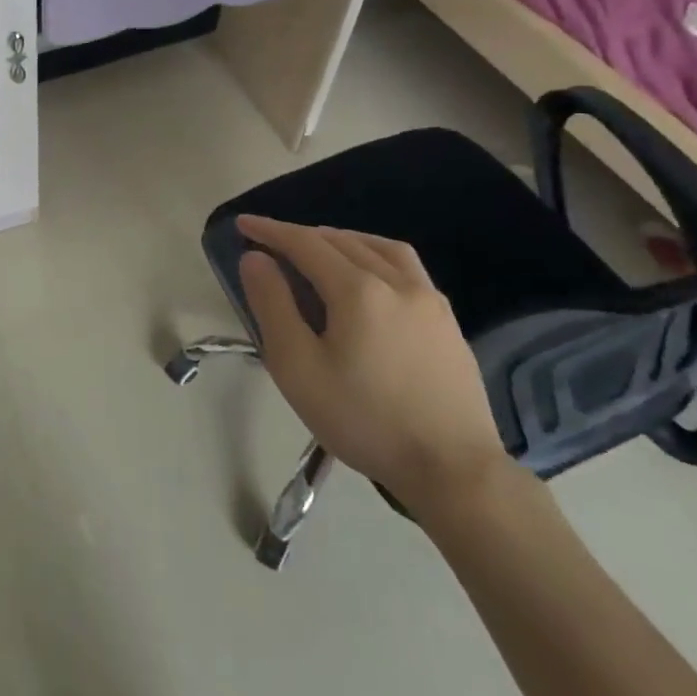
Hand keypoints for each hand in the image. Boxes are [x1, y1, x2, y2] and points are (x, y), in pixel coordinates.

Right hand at [236, 216, 509, 515]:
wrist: (454, 471)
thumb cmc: (364, 420)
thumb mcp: (297, 367)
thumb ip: (272, 305)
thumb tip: (255, 258)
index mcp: (358, 290)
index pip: (305, 243)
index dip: (270, 230)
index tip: (242, 223)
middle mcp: (397, 282)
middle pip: (341, 240)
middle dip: (301, 235)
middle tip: (271, 244)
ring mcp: (430, 300)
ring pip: (379, 247)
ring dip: (341, 239)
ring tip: (319, 250)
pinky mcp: (448, 322)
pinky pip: (406, 267)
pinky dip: (374, 255)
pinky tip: (368, 277)